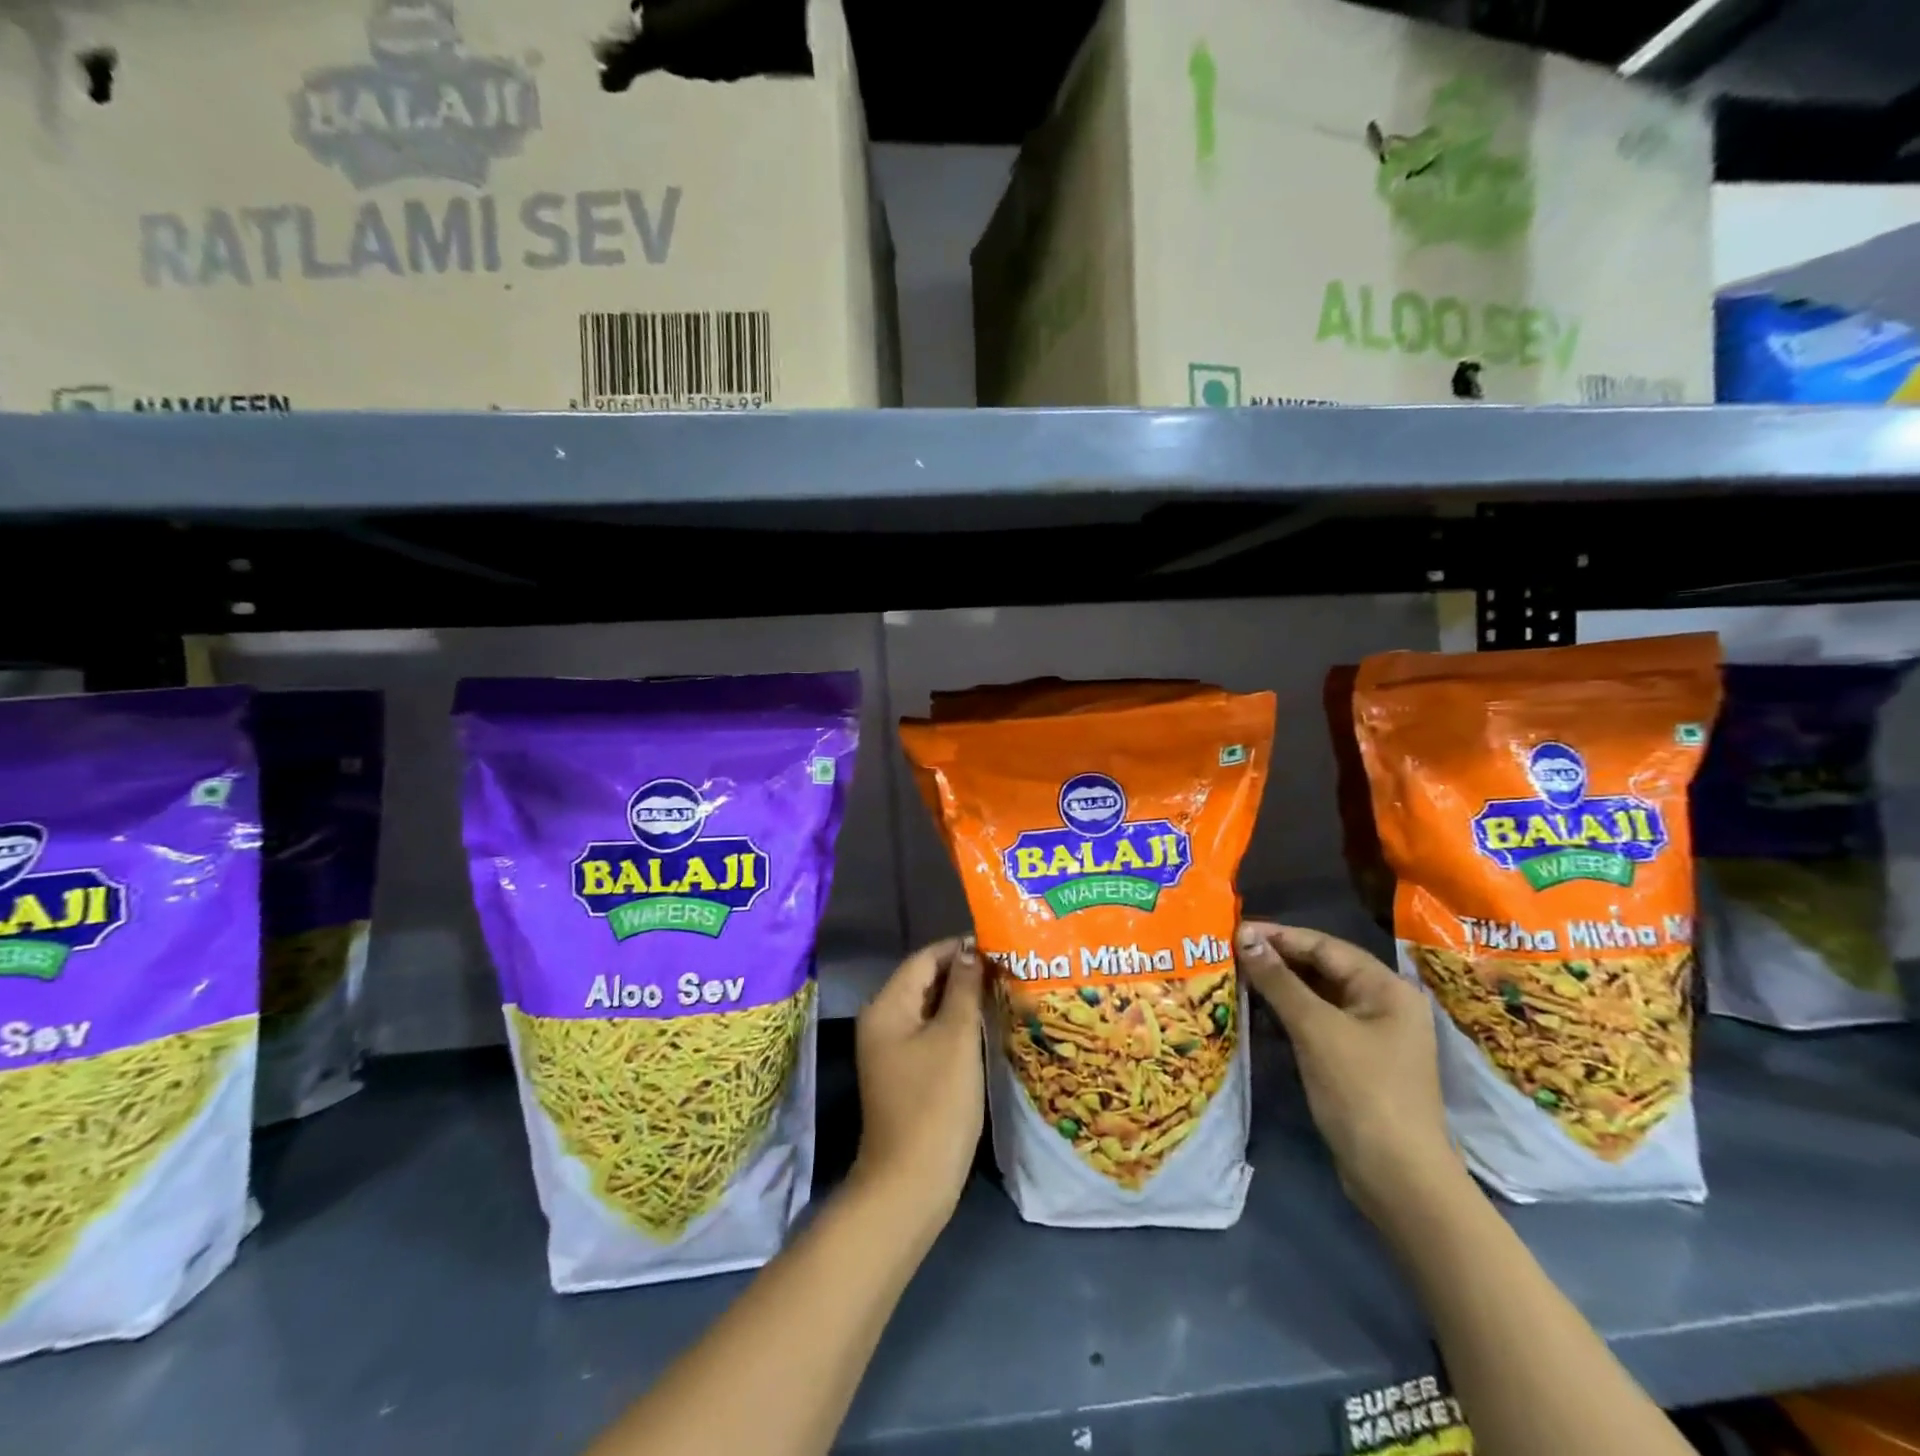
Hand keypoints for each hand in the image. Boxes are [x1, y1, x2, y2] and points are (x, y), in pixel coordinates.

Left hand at [850, 937, 985, 1232]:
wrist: (911, 1183)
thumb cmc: (935, 1104)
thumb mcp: (955, 1039)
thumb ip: (964, 989)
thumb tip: (971, 951)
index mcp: (887, 1006)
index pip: (924, 959)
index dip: (959, 948)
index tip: (998, 945)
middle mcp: (883, 1021)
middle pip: (925, 981)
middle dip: (964, 972)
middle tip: (1007, 966)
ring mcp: (893, 1050)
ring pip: (931, 1008)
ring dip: (963, 998)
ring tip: (1004, 989)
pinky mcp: (906, 1073)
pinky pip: (932, 1033)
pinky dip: (956, 1024)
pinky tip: (987, 1024)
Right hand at [1235, 922, 1464, 1221]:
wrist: (1398, 1179)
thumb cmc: (1361, 1092)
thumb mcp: (1316, 1029)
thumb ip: (1279, 980)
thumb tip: (1244, 937)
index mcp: (1386, 987)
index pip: (1324, 946)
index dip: (1278, 936)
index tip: (1233, 930)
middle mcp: (1383, 1003)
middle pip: (1322, 968)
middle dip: (1276, 959)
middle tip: (1227, 952)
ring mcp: (1371, 1034)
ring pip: (1317, 995)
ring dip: (1278, 986)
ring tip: (1234, 976)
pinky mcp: (1356, 1061)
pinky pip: (1317, 1022)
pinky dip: (1288, 1013)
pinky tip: (1256, 1011)